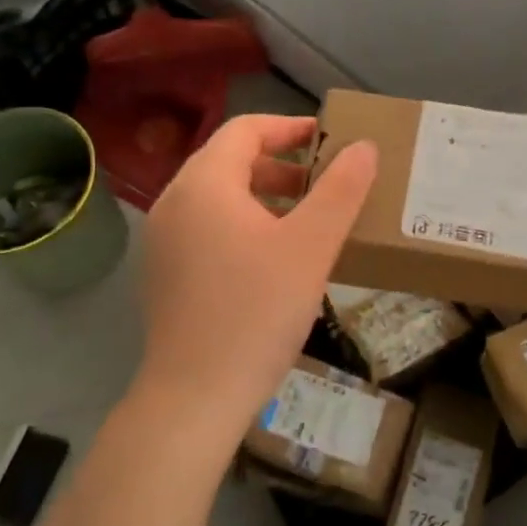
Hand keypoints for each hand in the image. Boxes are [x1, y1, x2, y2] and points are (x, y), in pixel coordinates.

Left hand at [136, 115, 377, 440]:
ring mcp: (163, 240)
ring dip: (264, 195)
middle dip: (281, 164)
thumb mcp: (311, 246)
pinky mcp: (164, 273)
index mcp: (204, 183)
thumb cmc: (257, 312)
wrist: (194, 398)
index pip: (246, 130)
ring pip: (218, 197)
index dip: (291, 127)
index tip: (330, 140)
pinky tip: (274, 259)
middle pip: (230, 161)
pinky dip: (243, 224)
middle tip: (325, 184)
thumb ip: (341, 191)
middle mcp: (174, 202)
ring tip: (307, 220)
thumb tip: (364, 147)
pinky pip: (207, 227)